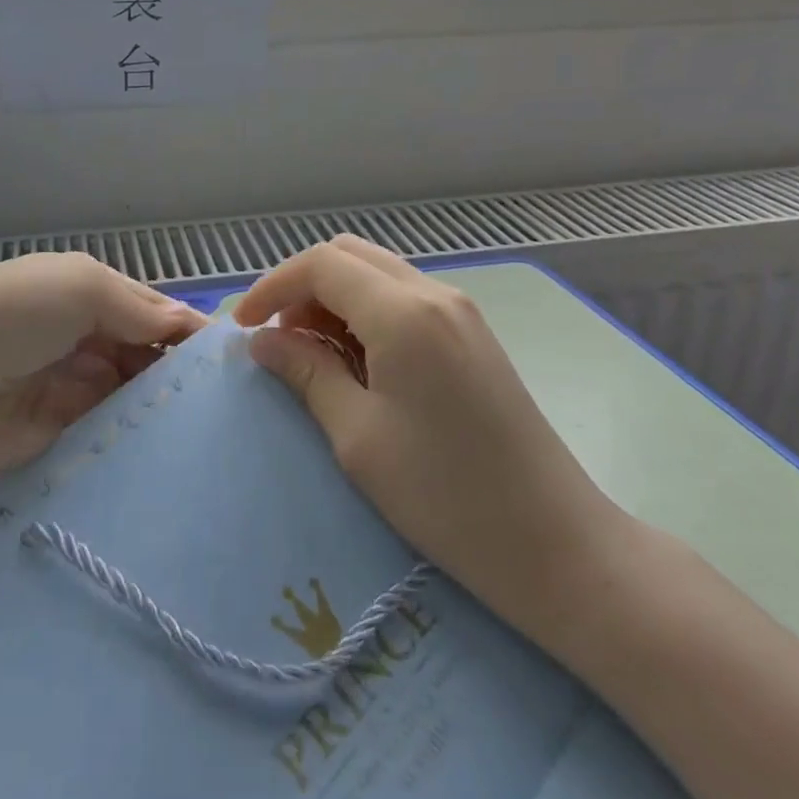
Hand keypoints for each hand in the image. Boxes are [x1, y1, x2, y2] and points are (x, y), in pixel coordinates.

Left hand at [0, 253, 205, 513]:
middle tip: (231, 397)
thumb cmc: (10, 318)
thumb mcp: (79, 287)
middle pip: (148, 352)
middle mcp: (86, 336)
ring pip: (136, 393)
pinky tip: (180, 447)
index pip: (152, 309)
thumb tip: (189, 325)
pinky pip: (114, 430)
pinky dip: (141, 434)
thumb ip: (139, 308)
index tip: (229, 358)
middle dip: (179, 369)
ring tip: (216, 424)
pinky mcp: (66, 432)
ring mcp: (75, 386)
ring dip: (164, 404)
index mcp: (87, 292)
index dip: (186, 329)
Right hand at [234, 237, 631, 641]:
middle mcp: (434, 294)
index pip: (321, 264)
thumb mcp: (358, 436)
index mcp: (404, 313)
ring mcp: (460, 312)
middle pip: (349, 255)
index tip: (242, 329)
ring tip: (311, 355)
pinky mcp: (472, 335)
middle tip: (277, 340)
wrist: (555, 543)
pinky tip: (357, 361)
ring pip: (377, 274)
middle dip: (301, 286)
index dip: (272, 286)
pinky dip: (366, 313)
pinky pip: (404, 300)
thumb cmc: (446, 496)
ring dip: (334, 299)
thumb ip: (306, 372)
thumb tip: (261, 342)